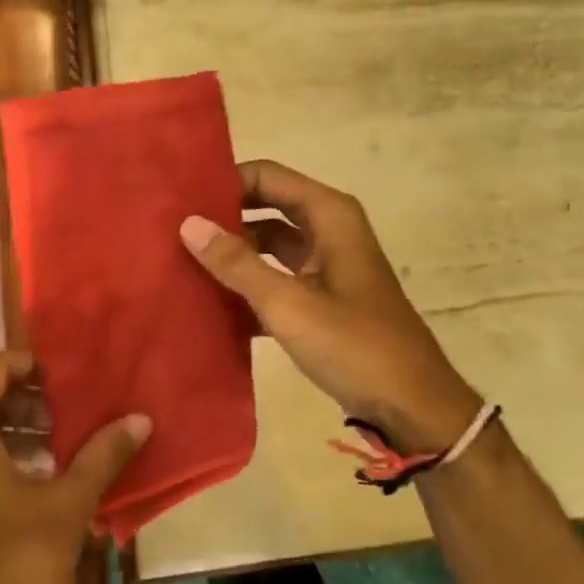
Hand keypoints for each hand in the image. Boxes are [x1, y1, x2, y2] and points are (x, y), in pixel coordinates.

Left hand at [0, 351, 149, 583]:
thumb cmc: (21, 568)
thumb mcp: (70, 504)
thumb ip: (103, 453)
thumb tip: (140, 418)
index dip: (27, 365)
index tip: (63, 373)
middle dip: (24, 402)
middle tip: (67, 412)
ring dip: (11, 432)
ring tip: (58, 444)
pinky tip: (35, 480)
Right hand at [180, 160, 479, 454]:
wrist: (412, 407)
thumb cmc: (355, 346)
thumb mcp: (289, 304)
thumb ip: (237, 263)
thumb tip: (188, 223)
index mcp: (329, 216)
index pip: (267, 176)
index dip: (225, 182)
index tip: (180, 198)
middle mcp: (328, 231)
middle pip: (266, 207)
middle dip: (223, 216)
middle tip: (171, 228)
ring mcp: (325, 266)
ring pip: (268, 245)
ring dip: (232, 253)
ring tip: (179, 260)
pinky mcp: (321, 299)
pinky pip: (276, 279)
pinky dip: (248, 286)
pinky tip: (209, 302)